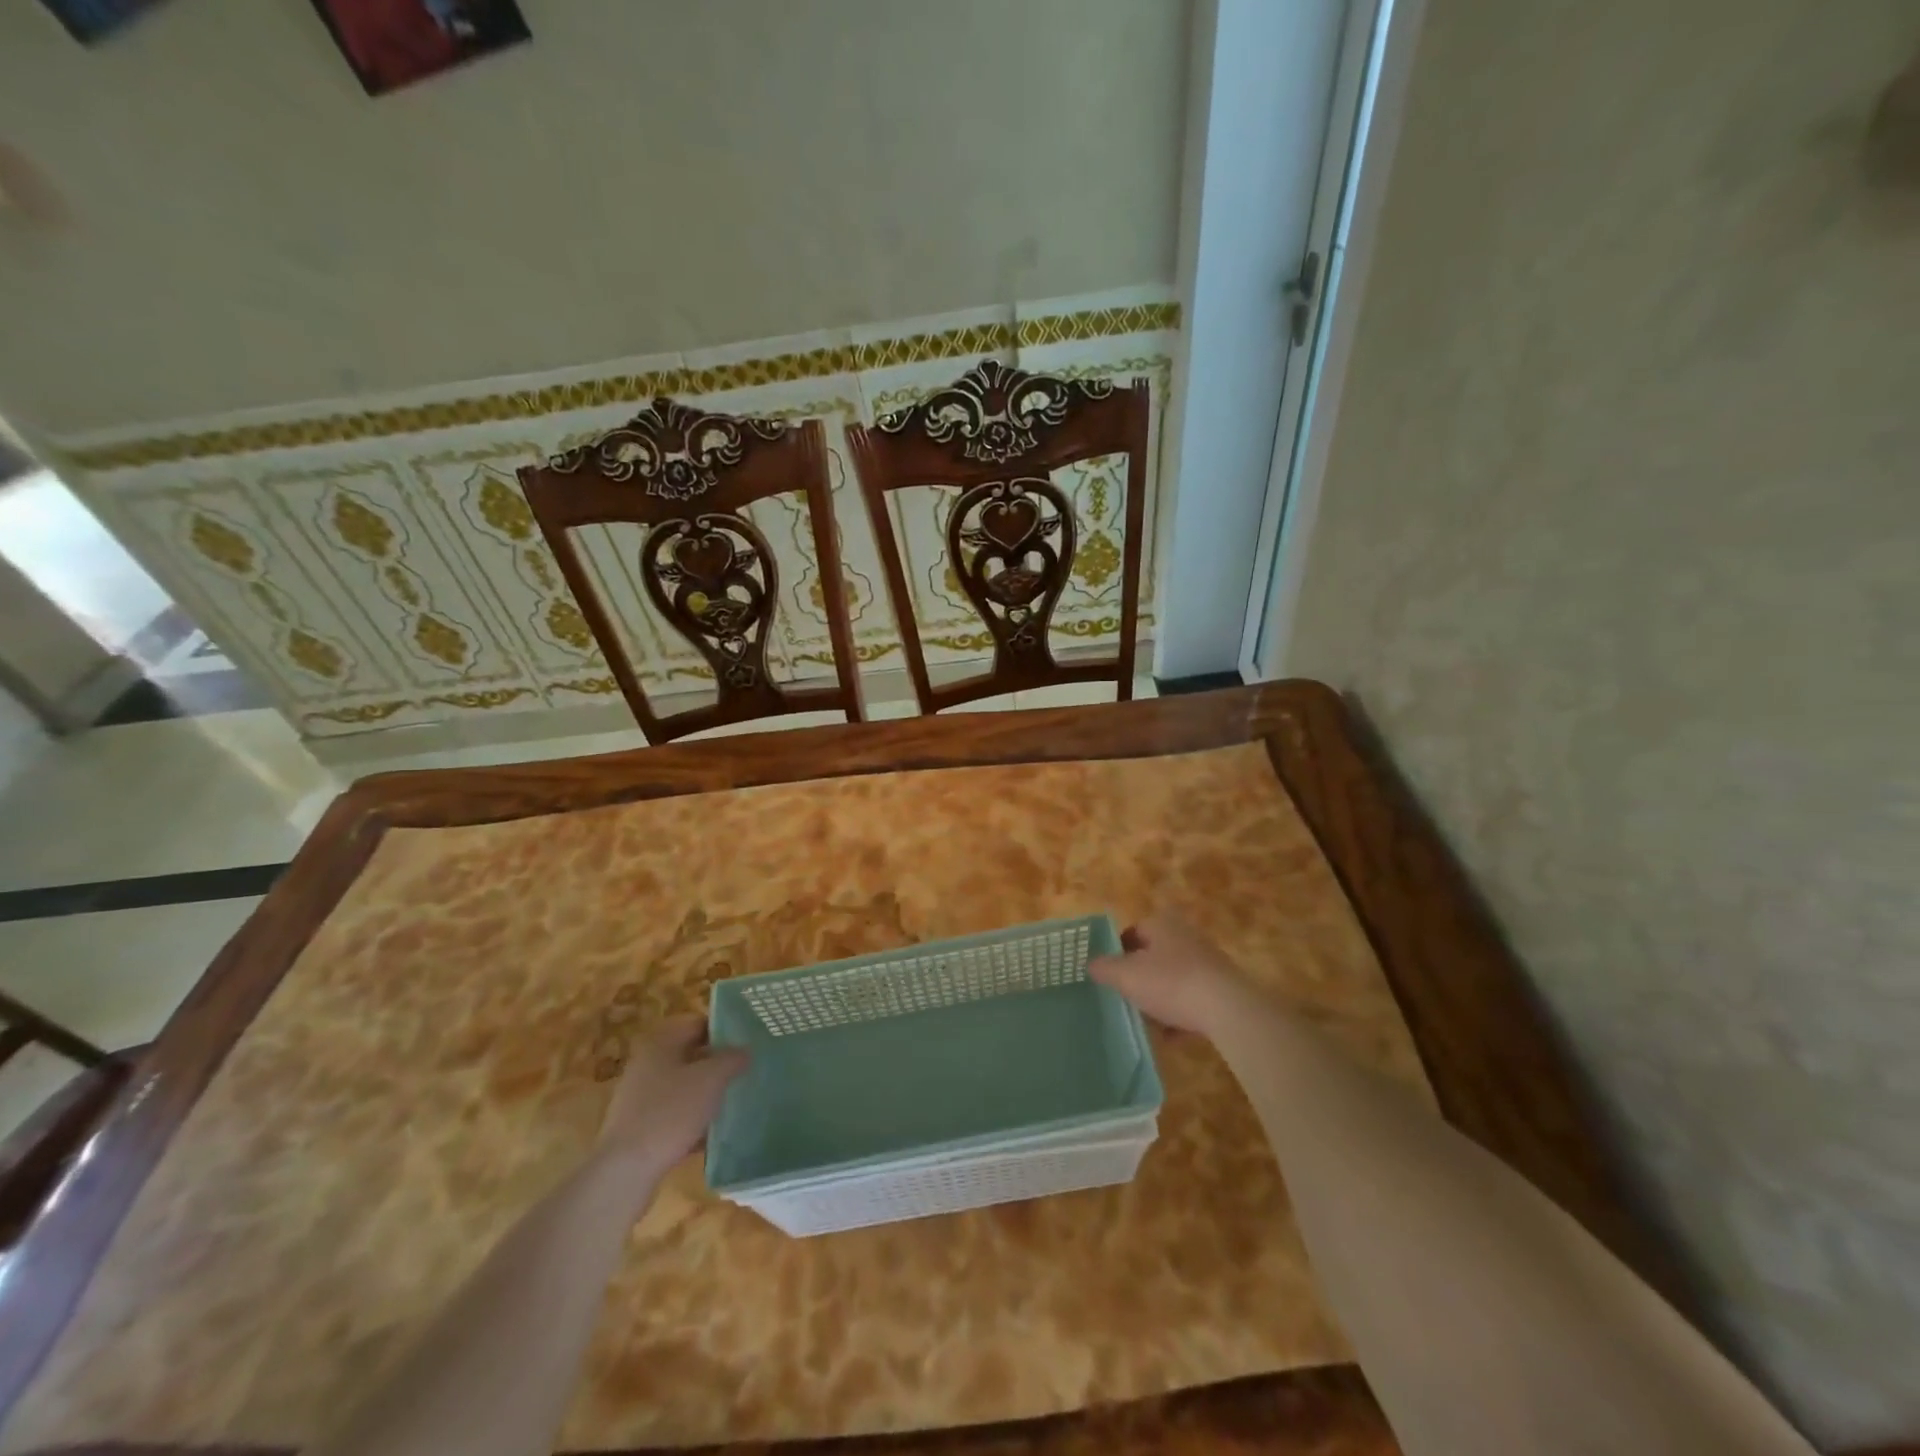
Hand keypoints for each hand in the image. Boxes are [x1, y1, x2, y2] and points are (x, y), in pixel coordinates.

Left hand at [597, 1017, 747, 1169]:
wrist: (626, 1171)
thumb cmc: (670, 1112)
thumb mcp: (711, 1079)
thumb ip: (732, 1059)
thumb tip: (745, 1050)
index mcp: (660, 1042)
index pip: (698, 1023)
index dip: (725, 1030)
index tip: (749, 1042)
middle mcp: (646, 1064)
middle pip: (691, 1055)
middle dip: (718, 1063)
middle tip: (747, 1071)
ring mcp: (639, 1097)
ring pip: (684, 1086)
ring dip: (707, 1092)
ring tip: (736, 1101)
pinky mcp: (639, 1127)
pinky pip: (674, 1113)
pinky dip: (693, 1118)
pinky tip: (714, 1133)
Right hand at [1088, 915, 1249, 1036]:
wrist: (1228, 1010)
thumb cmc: (1171, 983)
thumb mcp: (1126, 976)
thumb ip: (1104, 968)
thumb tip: (1091, 964)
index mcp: (1162, 924)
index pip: (1132, 931)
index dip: (1116, 952)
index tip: (1107, 974)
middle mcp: (1186, 936)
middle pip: (1153, 955)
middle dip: (1139, 977)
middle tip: (1124, 997)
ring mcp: (1208, 962)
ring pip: (1173, 979)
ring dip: (1160, 998)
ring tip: (1147, 1021)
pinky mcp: (1223, 988)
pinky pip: (1193, 999)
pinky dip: (1181, 1015)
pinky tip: (1172, 1036)